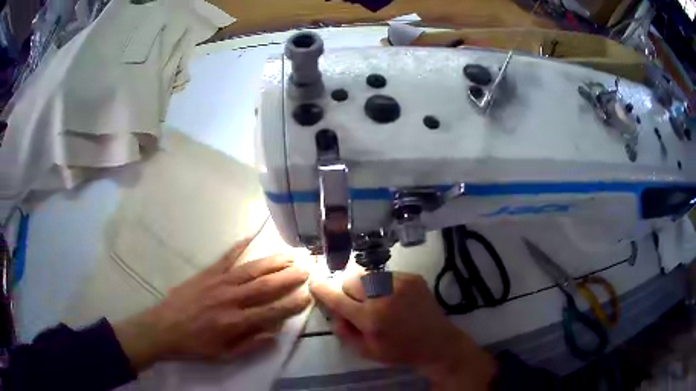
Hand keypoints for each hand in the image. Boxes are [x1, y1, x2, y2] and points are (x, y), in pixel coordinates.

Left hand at [114, 239, 311, 371]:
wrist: (163, 328)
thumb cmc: (195, 345)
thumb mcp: (225, 355)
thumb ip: (252, 344)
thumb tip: (275, 332)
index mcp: (236, 322)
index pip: (272, 311)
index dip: (293, 304)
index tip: (309, 296)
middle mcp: (231, 299)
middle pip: (266, 286)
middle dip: (289, 277)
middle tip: (307, 268)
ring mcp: (218, 282)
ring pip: (251, 269)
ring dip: (273, 261)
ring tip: (290, 254)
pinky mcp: (207, 273)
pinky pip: (226, 257)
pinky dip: (239, 247)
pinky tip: (251, 237)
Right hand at [311, 272, 494, 390]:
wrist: (437, 342)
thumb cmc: (400, 351)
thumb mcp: (367, 351)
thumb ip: (344, 331)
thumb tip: (332, 311)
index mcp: (371, 317)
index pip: (337, 297)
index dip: (322, 288)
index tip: (314, 281)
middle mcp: (384, 295)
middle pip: (350, 279)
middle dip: (345, 289)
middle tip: (354, 302)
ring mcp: (400, 282)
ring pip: (367, 274)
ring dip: (363, 286)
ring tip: (375, 301)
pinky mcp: (412, 277)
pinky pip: (385, 274)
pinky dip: (381, 284)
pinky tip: (392, 298)